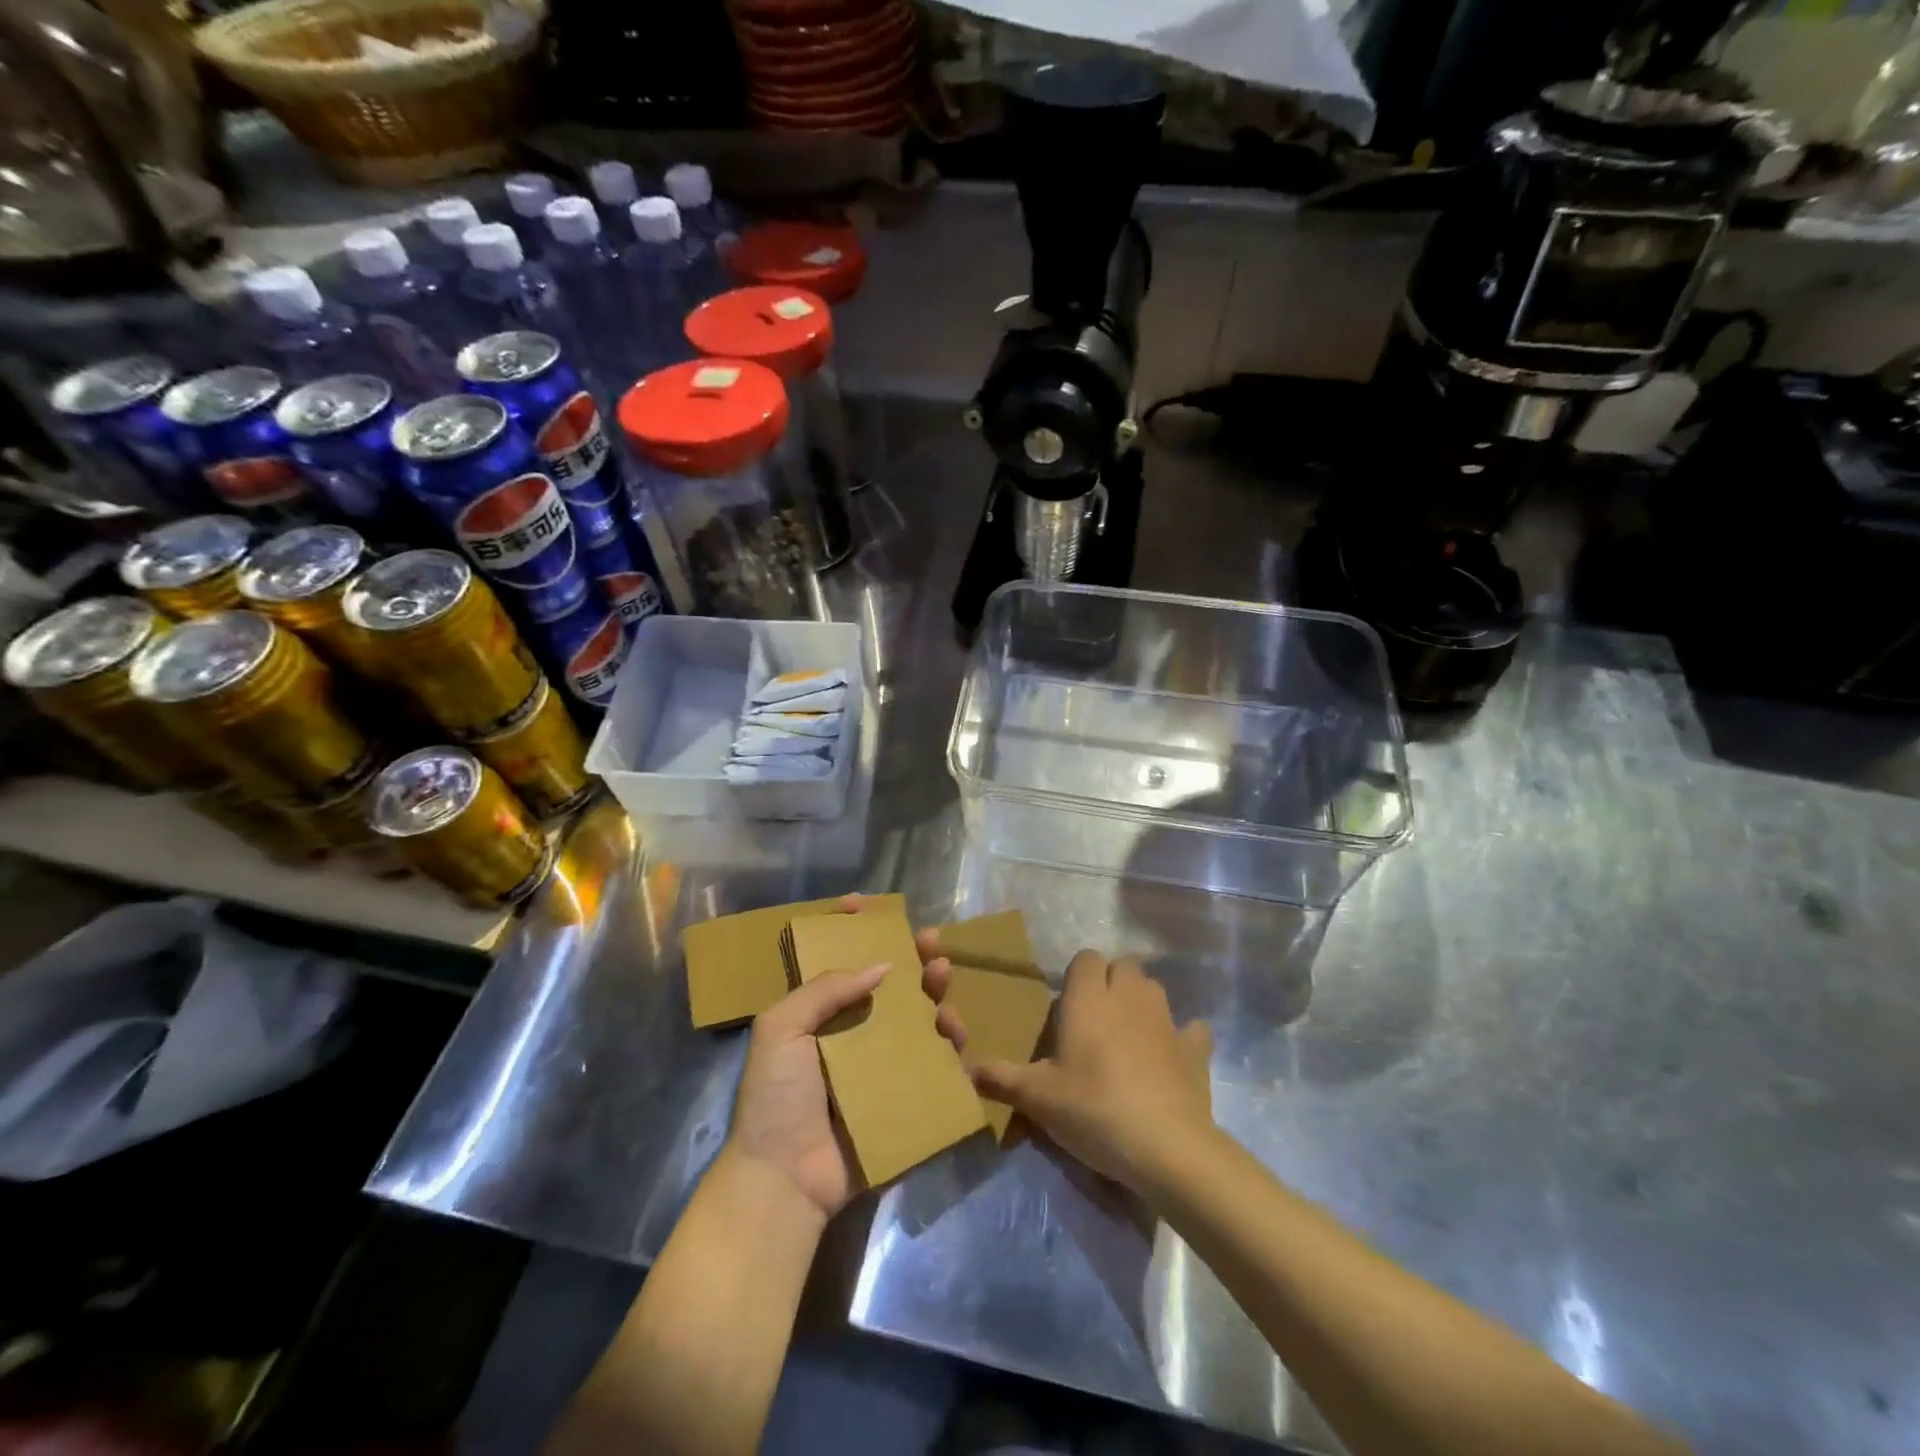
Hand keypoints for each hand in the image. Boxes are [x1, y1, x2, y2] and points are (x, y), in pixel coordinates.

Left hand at [724, 895, 955, 1219]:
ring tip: (945, 985)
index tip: (866, 903)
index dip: (849, 930)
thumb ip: (826, 989)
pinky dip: (949, 1047)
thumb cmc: (776, 1096)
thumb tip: (882, 966)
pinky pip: (933, 1066)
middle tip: (933, 943)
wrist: (785, 1178)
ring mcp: (879, 1067)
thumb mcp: (782, 1028)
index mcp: (818, 1014)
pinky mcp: (902, 1097)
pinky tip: (958, 1036)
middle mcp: (851, 1033)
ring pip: (917, 1020)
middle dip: (912, 959)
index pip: (837, 961)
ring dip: (935, 998)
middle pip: (889, 986)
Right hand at [968, 951, 1212, 1191]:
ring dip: (1142, 1002)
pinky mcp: (1194, 1049)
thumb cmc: (1092, 1108)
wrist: (1164, 1144)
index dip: (1078, 975)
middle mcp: (1129, 996)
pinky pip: (1191, 1029)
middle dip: (1111, 981)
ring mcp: (1167, 1020)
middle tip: (1095, 1018)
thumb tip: (969, 1070)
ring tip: (1128, 1034)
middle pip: (1123, 966)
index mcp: (1089, 998)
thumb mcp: (1038, 1098)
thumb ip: (1002, 1078)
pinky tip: (1171, 1056)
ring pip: (1154, 989)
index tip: (1068, 1005)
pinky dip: (1182, 1037)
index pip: (1085, 959)